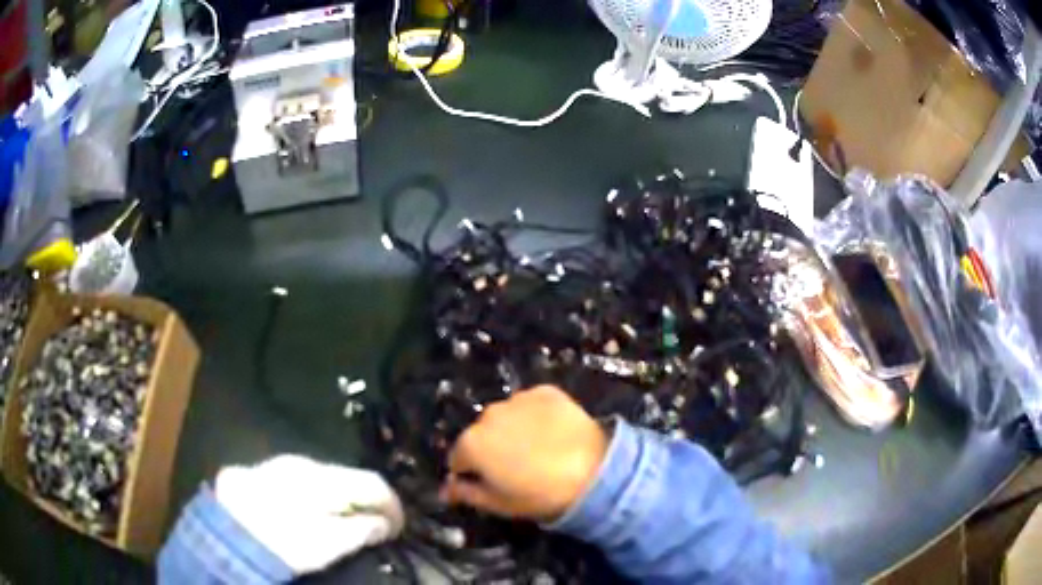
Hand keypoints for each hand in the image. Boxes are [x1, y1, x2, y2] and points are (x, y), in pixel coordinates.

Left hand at [214, 455, 403, 574]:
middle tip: (376, 528)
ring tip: (347, 523)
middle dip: (368, 502)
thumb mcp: (327, 544)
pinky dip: (322, 497)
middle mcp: (306, 463)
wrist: (225, 529)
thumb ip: (361, 531)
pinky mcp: (267, 472)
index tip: (400, 528)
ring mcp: (283, 465)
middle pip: (350, 477)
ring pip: (328, 478)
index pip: (372, 483)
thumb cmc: (282, 540)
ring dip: (344, 499)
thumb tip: (386, 524)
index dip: (393, 505)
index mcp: (324, 478)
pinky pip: (307, 481)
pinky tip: (315, 513)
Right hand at [440, 385, 608, 521]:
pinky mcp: (546, 391)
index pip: (458, 458)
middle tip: (516, 467)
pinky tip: (553, 432)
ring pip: (506, 417)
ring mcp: (518, 399)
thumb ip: (465, 493)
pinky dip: (536, 415)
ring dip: (512, 429)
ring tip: (538, 449)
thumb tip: (445, 489)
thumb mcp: (498, 504)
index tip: (490, 482)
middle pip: (481, 434)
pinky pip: (531, 403)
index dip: (471, 472)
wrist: (593, 472)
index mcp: (471, 443)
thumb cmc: (539, 494)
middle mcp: (488, 414)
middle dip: (491, 448)